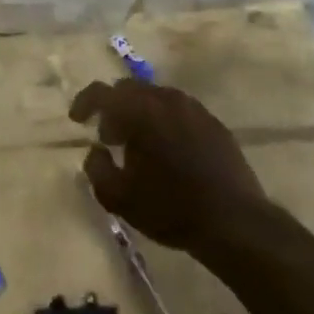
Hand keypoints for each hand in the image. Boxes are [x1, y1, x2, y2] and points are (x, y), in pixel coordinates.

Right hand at [72, 79, 265, 251]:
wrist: (235, 223)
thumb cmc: (170, 209)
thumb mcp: (118, 198)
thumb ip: (96, 168)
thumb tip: (96, 151)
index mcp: (138, 111)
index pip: (101, 92)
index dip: (84, 103)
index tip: (77, 120)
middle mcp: (165, 100)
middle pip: (129, 90)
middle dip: (114, 109)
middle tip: (110, 137)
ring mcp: (194, 109)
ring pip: (157, 98)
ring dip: (141, 114)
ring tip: (140, 146)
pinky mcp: (215, 124)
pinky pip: (180, 112)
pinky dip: (166, 122)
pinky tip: (169, 151)